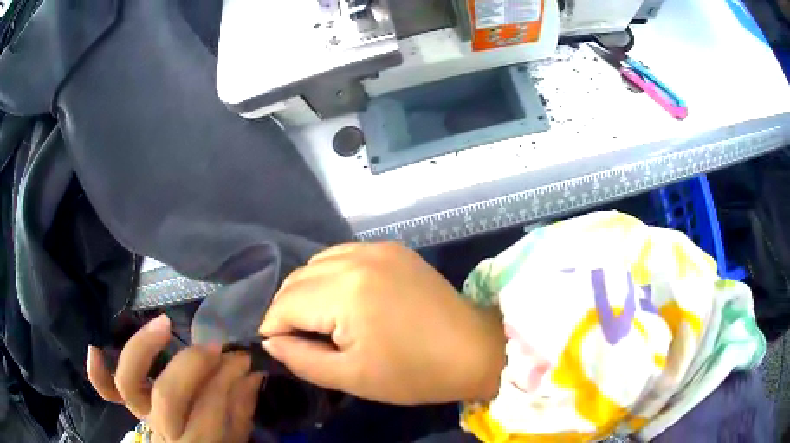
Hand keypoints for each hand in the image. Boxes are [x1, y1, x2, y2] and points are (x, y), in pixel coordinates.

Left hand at [86, 315, 264, 442]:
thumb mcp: (236, 434)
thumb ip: (240, 404)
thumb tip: (249, 368)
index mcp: (198, 441)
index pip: (208, 407)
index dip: (225, 379)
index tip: (242, 356)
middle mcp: (163, 428)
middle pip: (167, 395)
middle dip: (191, 366)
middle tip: (212, 346)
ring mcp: (141, 413)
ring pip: (129, 384)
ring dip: (143, 350)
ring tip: (163, 324)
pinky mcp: (130, 404)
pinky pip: (106, 390)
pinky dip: (97, 373)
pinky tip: (95, 348)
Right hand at [259, 243, 505, 405]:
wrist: (472, 350)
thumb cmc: (414, 373)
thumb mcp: (351, 377)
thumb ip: (302, 359)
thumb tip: (272, 340)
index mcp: (347, 291)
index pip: (286, 303)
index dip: (274, 326)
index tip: (276, 345)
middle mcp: (358, 258)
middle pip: (299, 278)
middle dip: (288, 308)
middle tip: (296, 337)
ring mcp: (378, 248)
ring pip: (318, 263)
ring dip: (308, 290)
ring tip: (319, 320)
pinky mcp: (392, 249)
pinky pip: (344, 255)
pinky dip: (331, 275)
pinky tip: (343, 299)